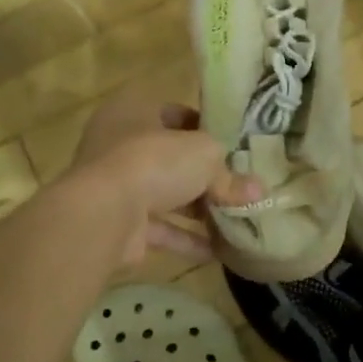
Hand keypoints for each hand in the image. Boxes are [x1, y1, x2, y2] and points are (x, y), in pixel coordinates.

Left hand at [70, 89, 260, 265]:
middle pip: (171, 158)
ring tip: (237, 220)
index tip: (233, 145)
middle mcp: (120, 145)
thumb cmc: (153, 161)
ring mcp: (117, 186)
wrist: (104, 214)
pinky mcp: (120, 223)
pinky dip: (187, 239)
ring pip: (166, 194)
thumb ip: (230, 175)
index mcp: (134, 111)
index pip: (175, 113)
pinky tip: (218, 250)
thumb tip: (258, 190)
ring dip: (199, 209)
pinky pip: (161, 228)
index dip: (205, 128)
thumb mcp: (205, 157)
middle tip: (240, 186)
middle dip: (206, 175)